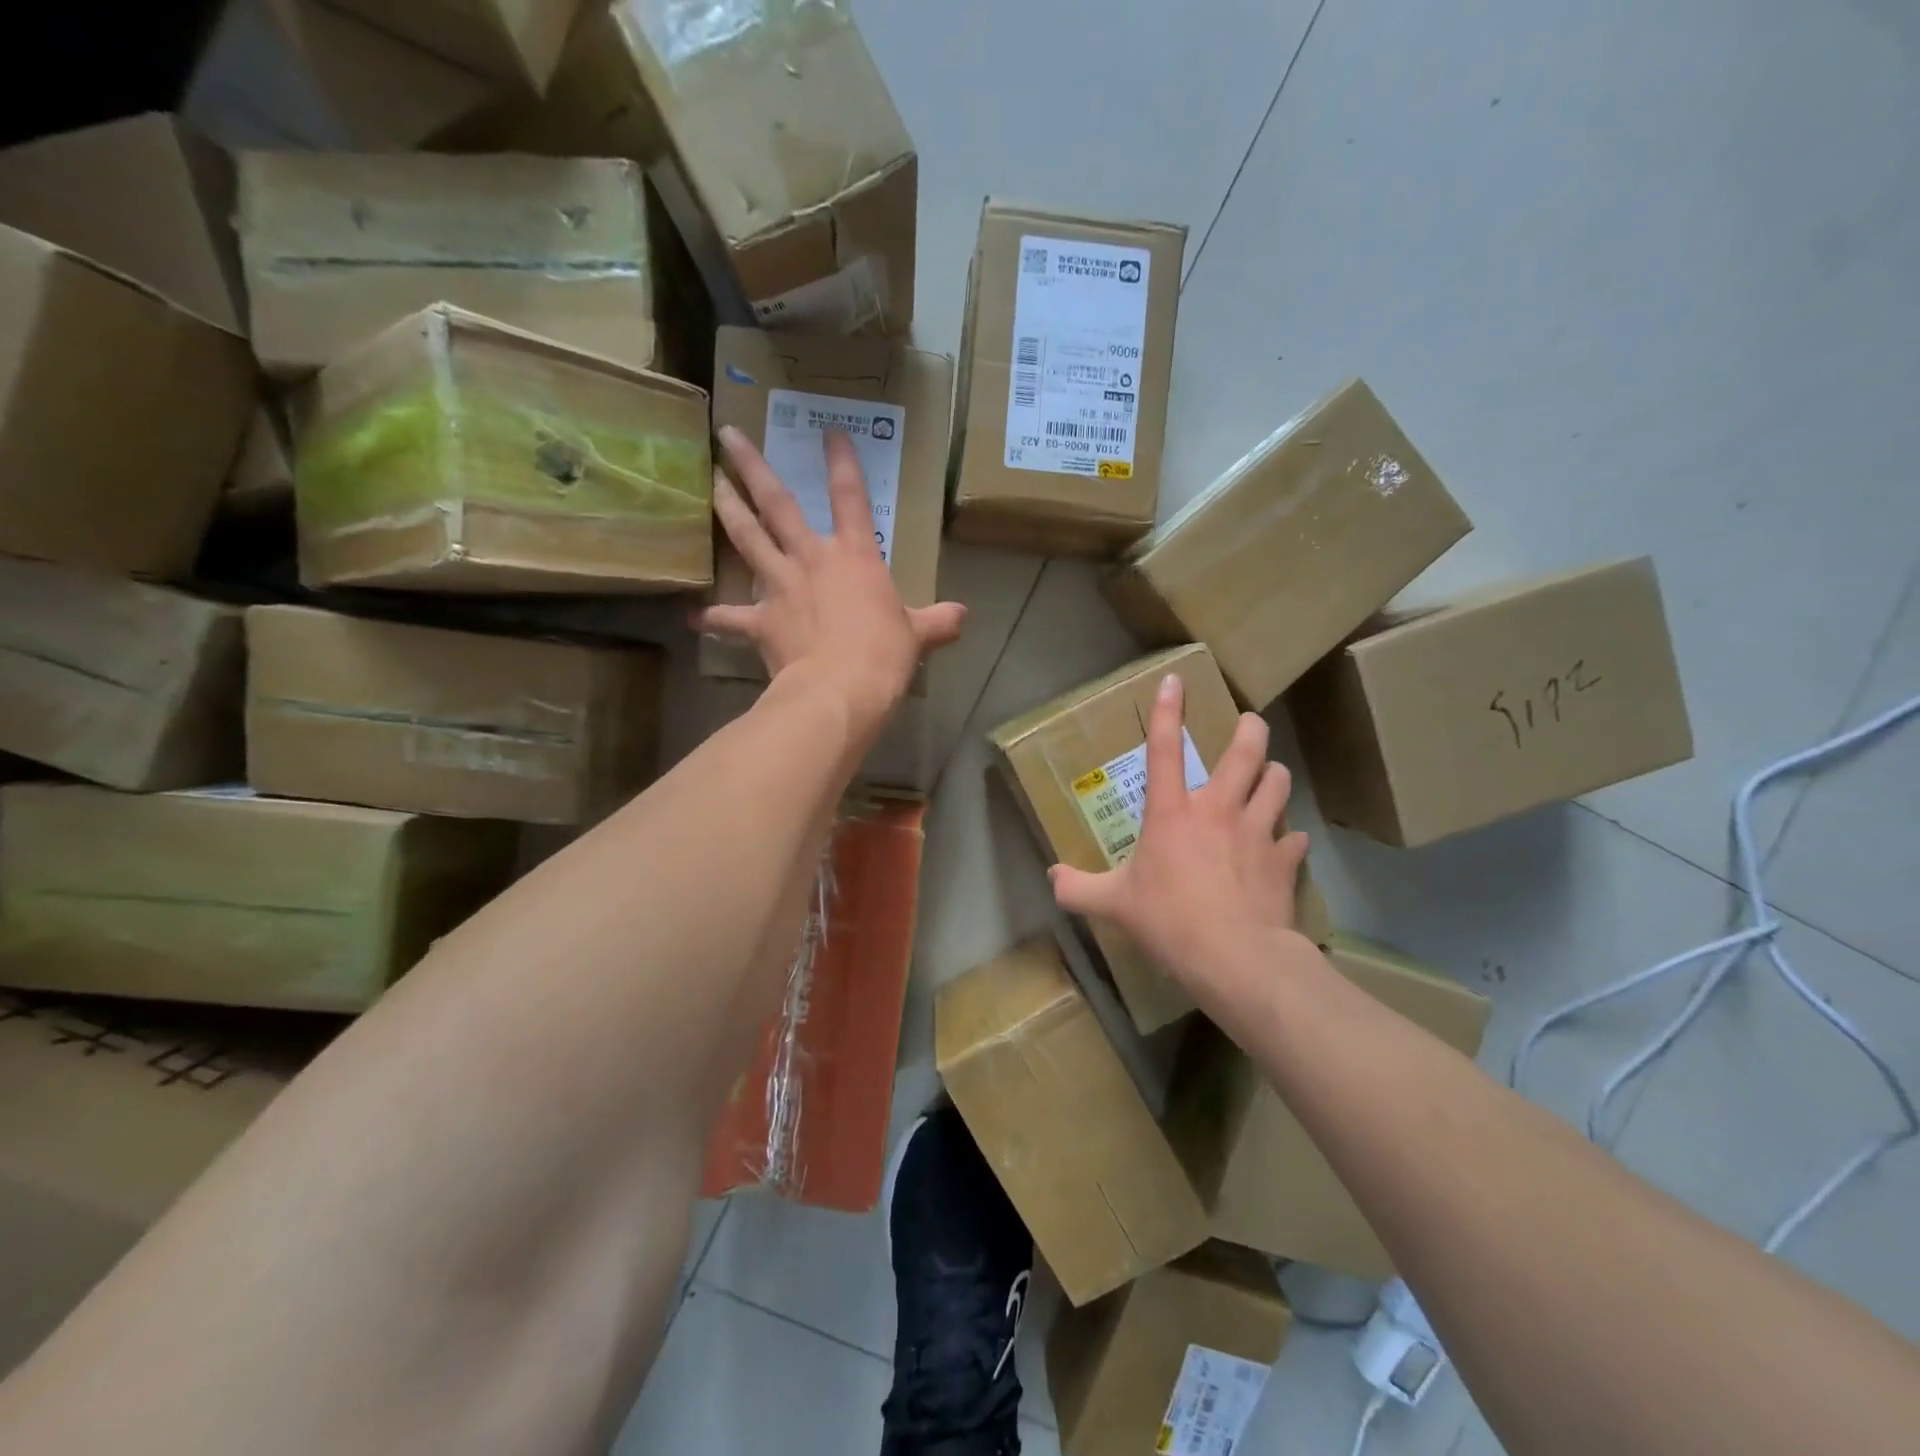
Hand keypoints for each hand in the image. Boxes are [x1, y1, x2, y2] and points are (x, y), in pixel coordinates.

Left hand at [694, 425, 965, 733]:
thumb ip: (938, 621)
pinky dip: (714, 617)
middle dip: (751, 467)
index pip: (851, 497)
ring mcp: (781, 586)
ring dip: (726, 508)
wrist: (843, 689)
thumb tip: (963, 616)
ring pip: (747, 538)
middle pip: (778, 503)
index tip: (830, 431)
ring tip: (709, 483)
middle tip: (726, 436)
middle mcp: (812, 559)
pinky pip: (730, 617)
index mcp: (855, 556)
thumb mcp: (919, 635)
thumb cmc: (885, 655)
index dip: (842, 462)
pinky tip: (694, 616)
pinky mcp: (760, 621)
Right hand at [1049, 674, 1312, 997]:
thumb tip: (1052, 878)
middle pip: (1246, 752)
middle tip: (1250, 724)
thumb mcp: (1112, 905)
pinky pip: (1293, 838)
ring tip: (1269, 778)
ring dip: (1274, 776)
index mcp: (1172, 813)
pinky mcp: (1284, 860)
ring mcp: (1257, 831)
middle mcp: (1218, 810)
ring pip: (1278, 783)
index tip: (1175, 680)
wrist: (1234, 957)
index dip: (1167, 712)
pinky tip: (1283, 846)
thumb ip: (1077, 888)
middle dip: (1250, 730)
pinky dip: (1288, 838)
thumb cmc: (1169, 921)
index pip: (1163, 750)